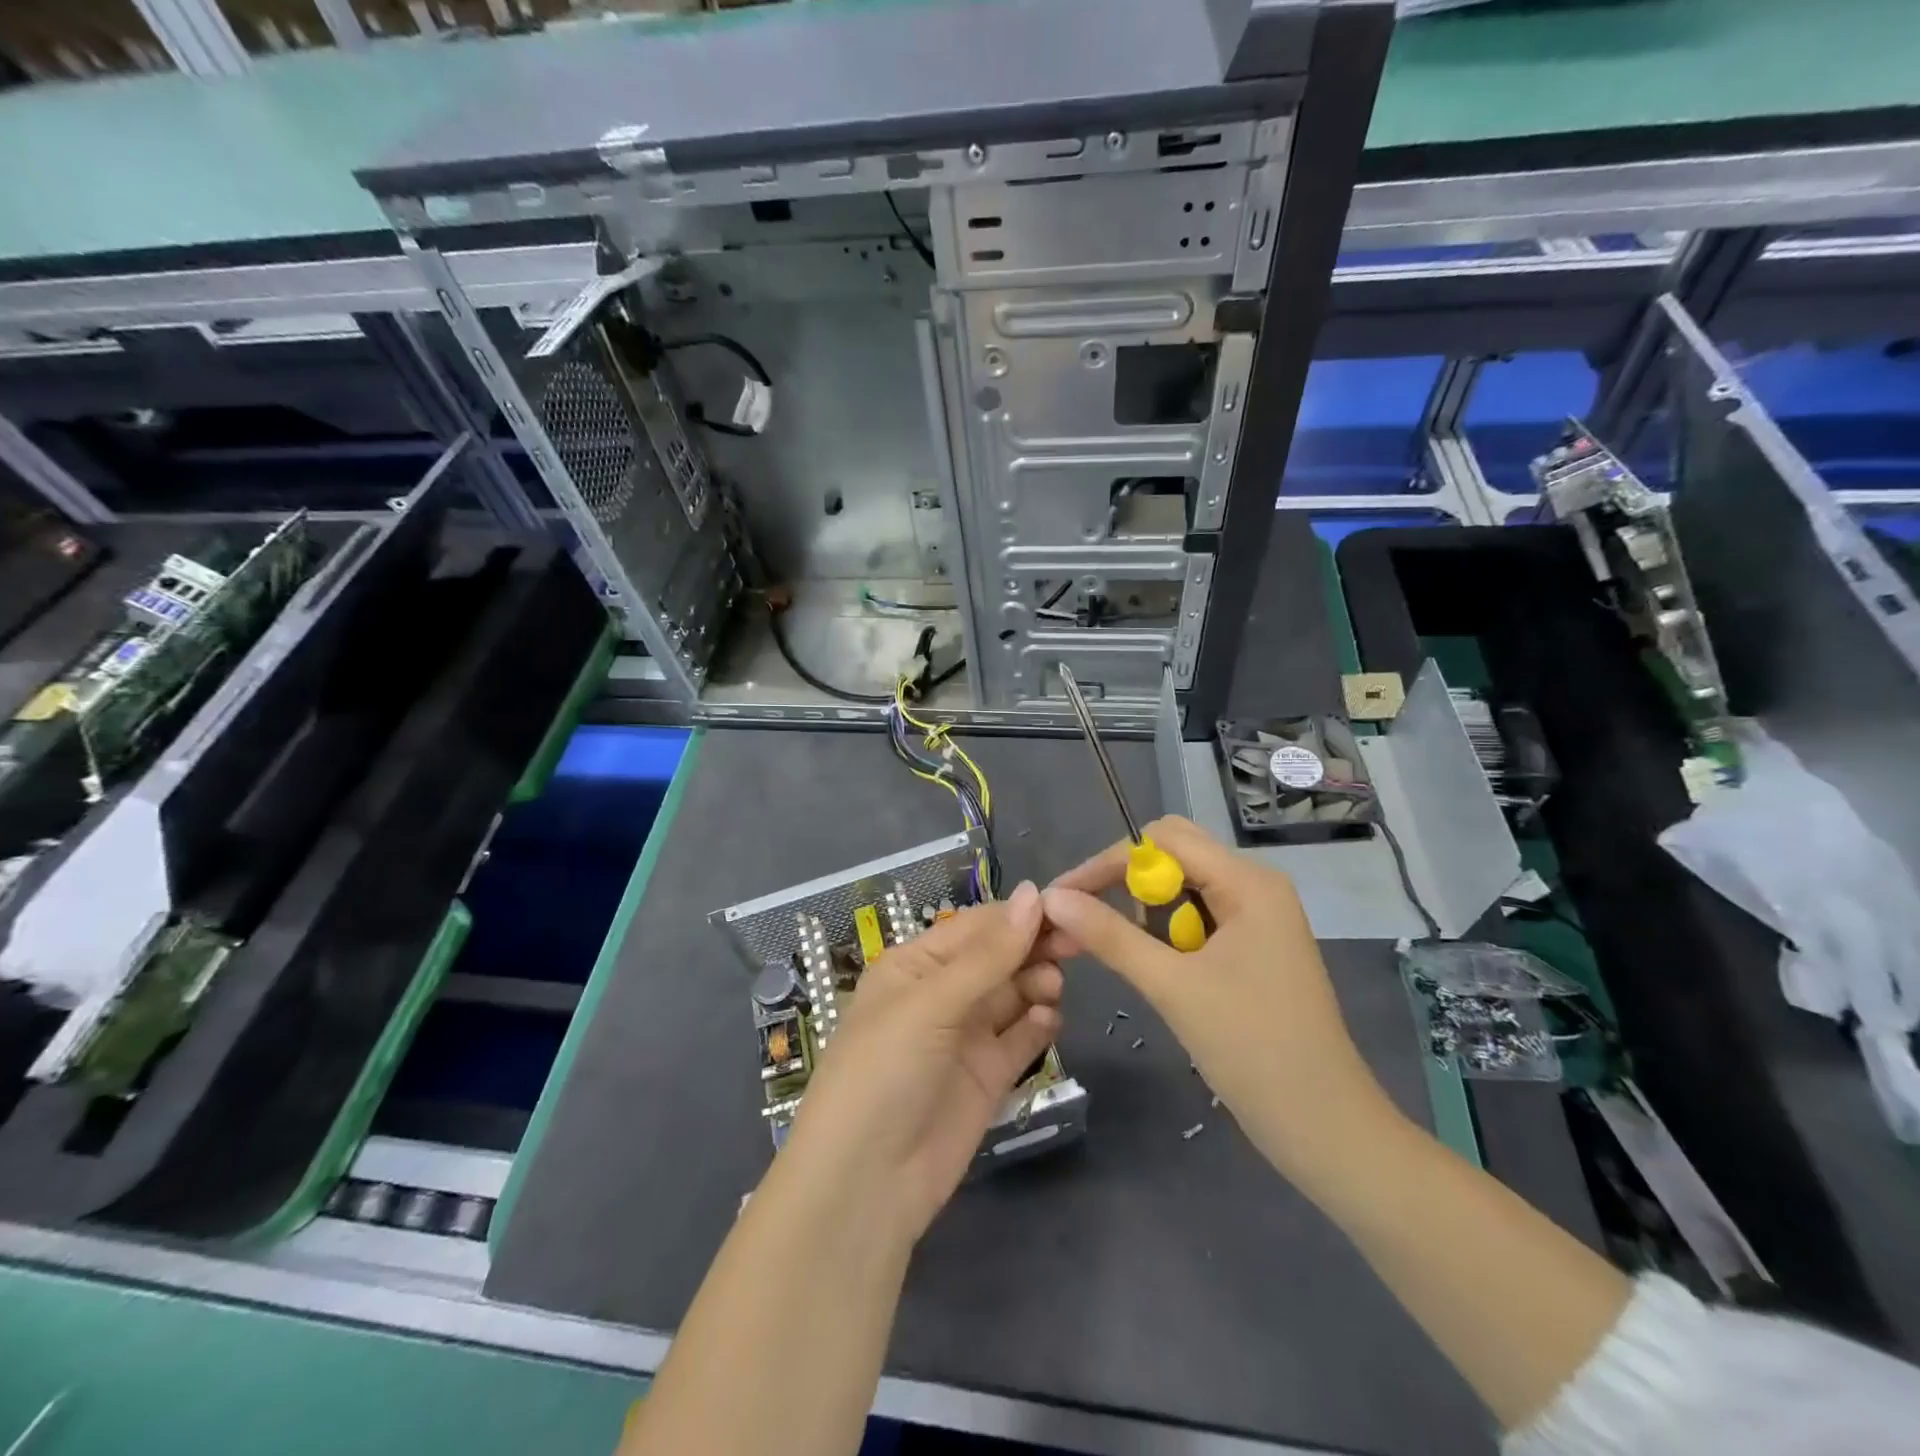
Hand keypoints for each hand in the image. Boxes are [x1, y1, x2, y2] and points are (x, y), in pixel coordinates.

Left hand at [779, 881, 1062, 1247]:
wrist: (866, 1183)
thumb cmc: (884, 1070)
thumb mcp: (931, 1003)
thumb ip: (988, 955)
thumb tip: (1032, 894)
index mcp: (915, 965)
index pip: (974, 927)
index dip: (1017, 916)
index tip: (1064, 909)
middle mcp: (940, 995)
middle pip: (998, 959)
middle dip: (1032, 948)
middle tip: (1075, 945)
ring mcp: (964, 1037)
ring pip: (1011, 995)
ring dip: (1036, 983)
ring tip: (1053, 986)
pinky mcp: (986, 1077)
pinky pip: (1018, 1040)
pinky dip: (1037, 1026)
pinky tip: (1049, 1020)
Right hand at [1041, 817, 1398, 1185]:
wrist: (1325, 1128)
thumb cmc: (1252, 1049)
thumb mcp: (1172, 987)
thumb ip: (1109, 936)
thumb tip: (1050, 897)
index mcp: (1248, 882)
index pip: (1162, 841)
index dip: (1106, 863)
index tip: (1062, 897)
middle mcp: (1256, 886)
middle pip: (1174, 855)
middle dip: (1124, 882)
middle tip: (1086, 919)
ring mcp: (1258, 918)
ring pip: (1183, 888)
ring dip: (1145, 910)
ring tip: (1119, 950)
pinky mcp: (1254, 948)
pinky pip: (1198, 918)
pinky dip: (1166, 933)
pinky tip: (1152, 964)